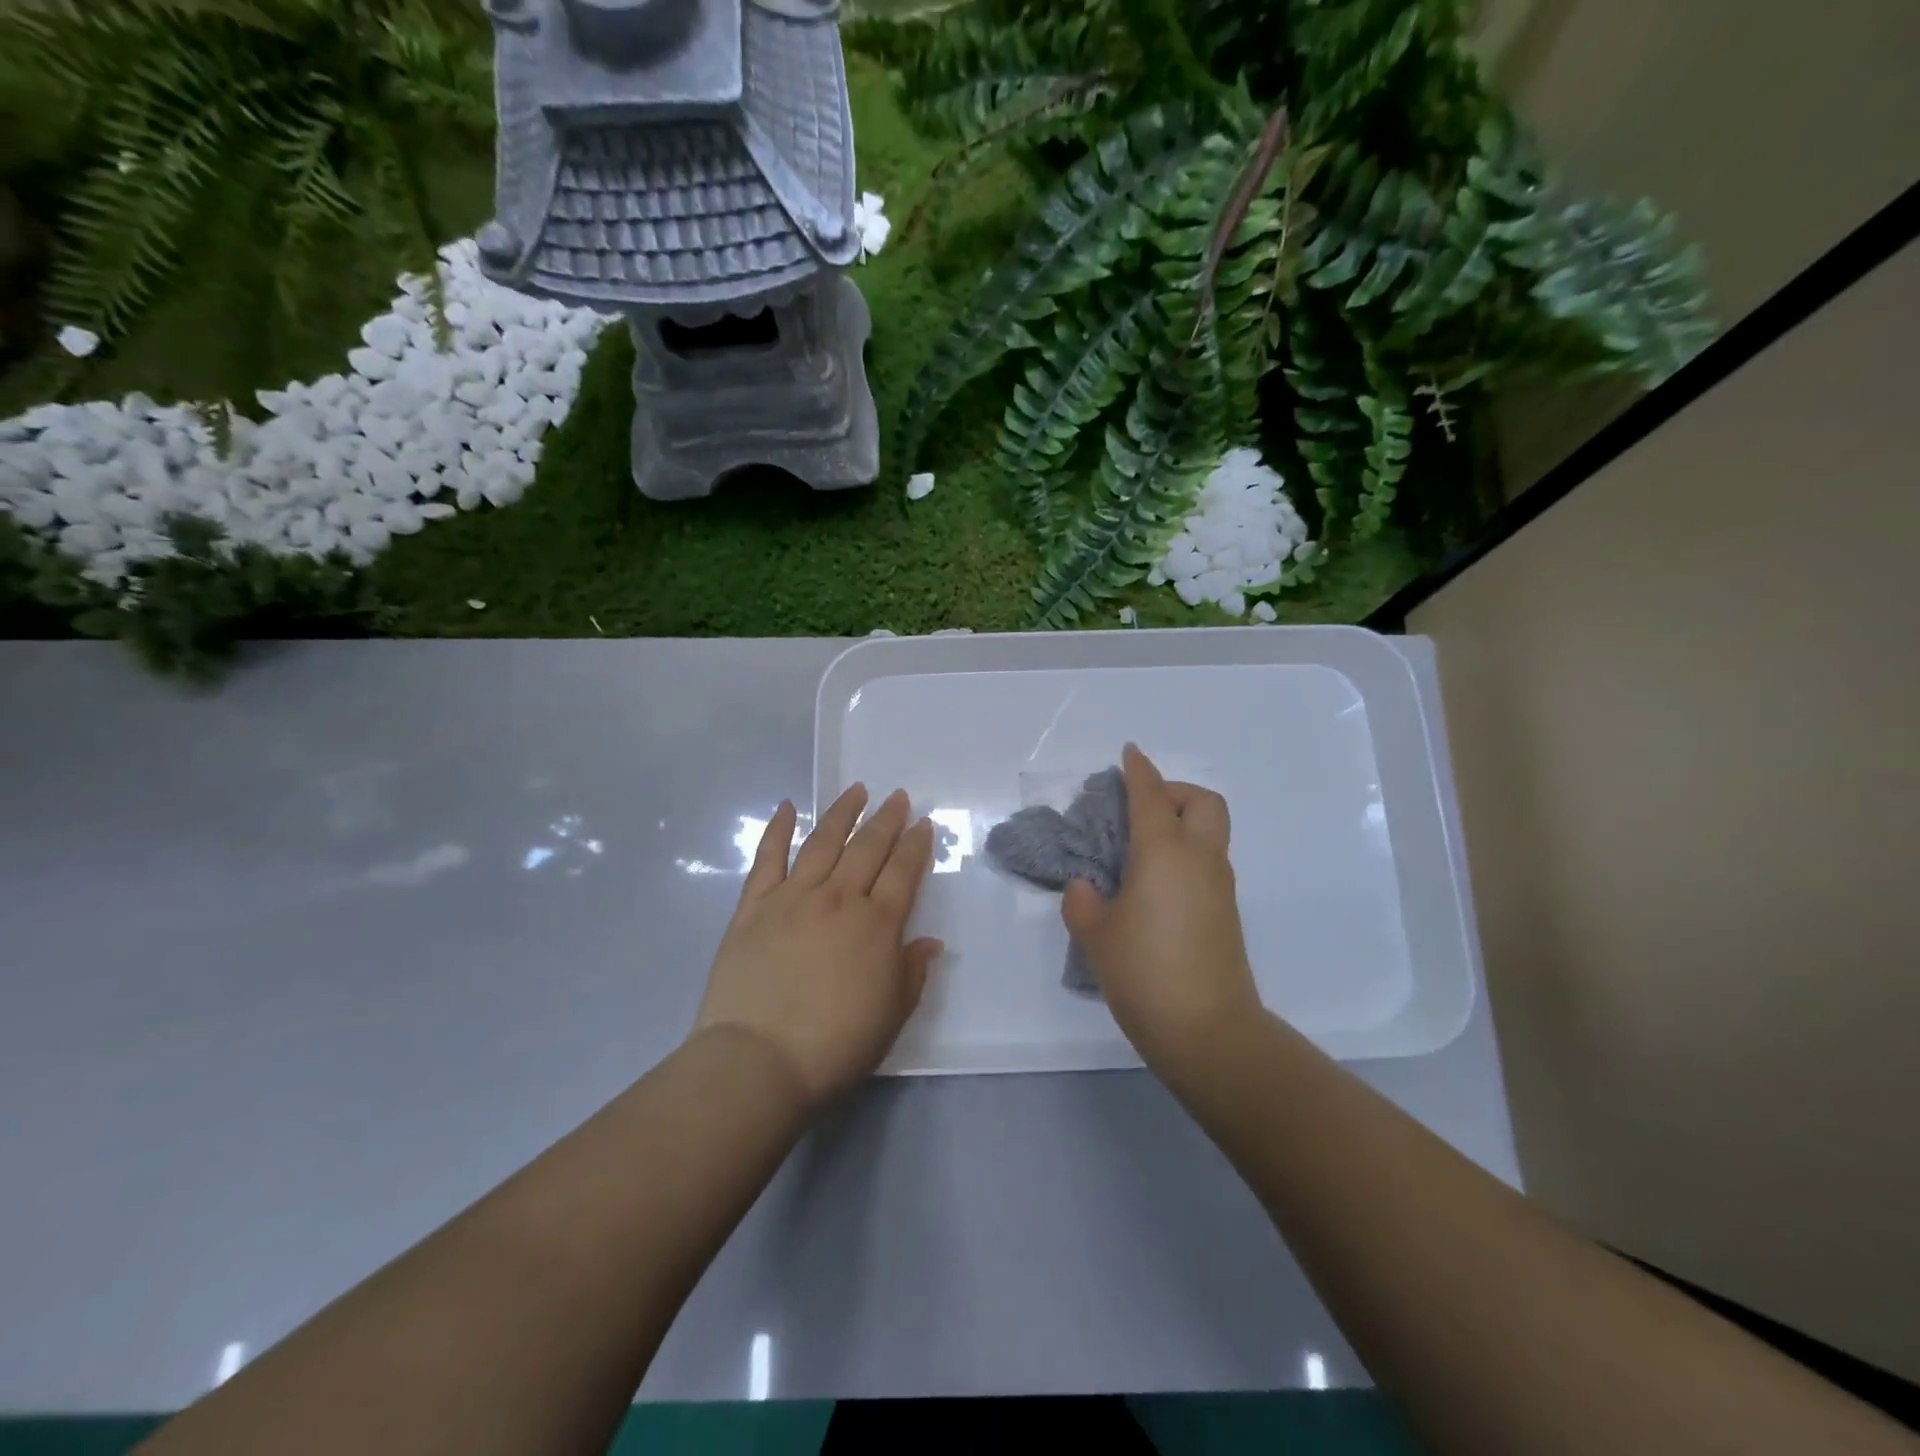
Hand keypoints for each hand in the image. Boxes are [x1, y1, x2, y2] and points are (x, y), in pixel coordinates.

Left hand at [694, 785, 941, 1111]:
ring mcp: (793, 898)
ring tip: (856, 790)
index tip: (923, 824)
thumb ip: (912, 972)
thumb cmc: (835, 1044)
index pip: (903, 872)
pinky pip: (768, 858)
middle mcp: (839, 899)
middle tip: (897, 797)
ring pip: (823, 842)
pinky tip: (786, 808)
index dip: (916, 845)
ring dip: (842, 813)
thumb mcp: (891, 1015)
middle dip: (886, 820)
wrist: (758, 1060)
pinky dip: (777, 830)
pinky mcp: (753, 907)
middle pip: (867, 848)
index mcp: (877, 924)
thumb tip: (929, 942)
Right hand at [1063, 744, 1262, 1073]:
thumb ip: (1083, 901)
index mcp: (1164, 852)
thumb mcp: (1095, 935)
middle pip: (1203, 801)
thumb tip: (1087, 887)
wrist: (1207, 1031)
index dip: (1138, 770)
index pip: (1151, 795)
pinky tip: (1154, 885)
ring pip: (1210, 832)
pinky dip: (1185, 854)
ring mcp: (1219, 886)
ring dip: (1181, 823)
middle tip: (1140, 809)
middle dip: (1174, 791)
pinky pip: (1208, 862)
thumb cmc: (1144, 972)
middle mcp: (1199, 858)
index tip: (1128, 753)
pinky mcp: (1226, 912)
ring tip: (1140, 849)